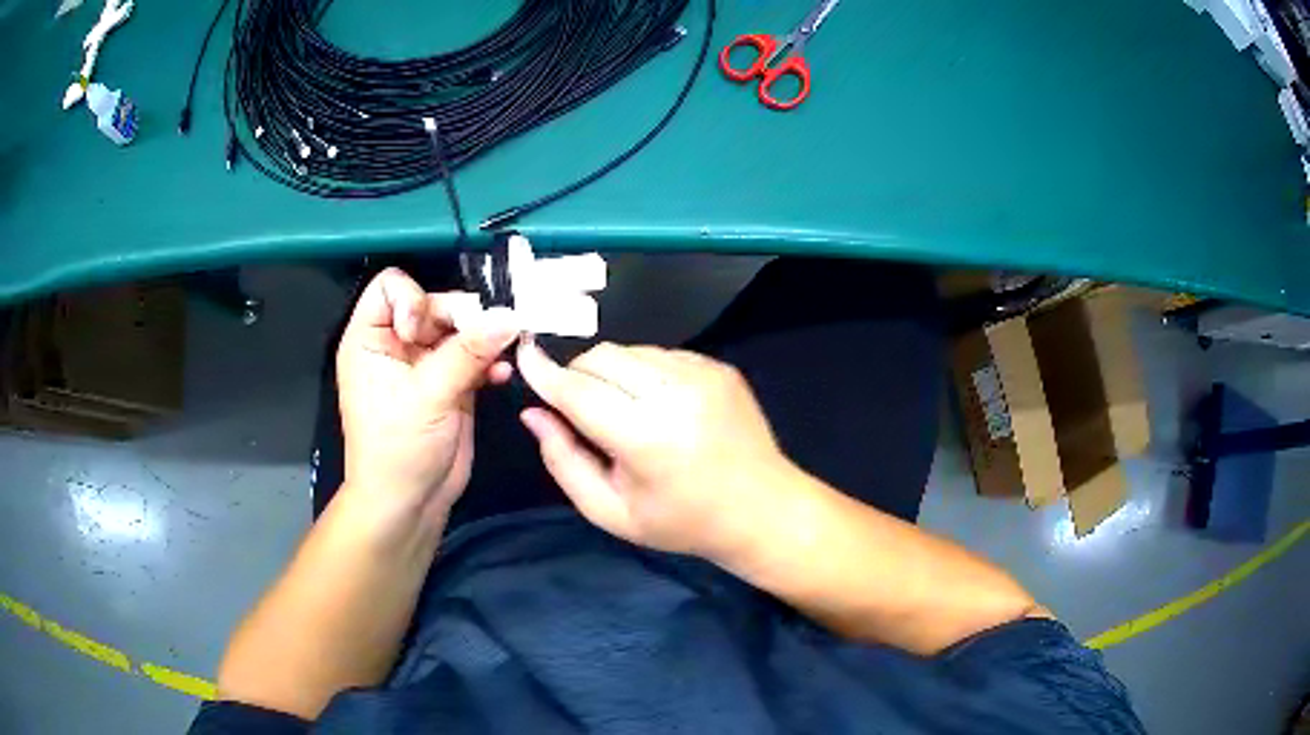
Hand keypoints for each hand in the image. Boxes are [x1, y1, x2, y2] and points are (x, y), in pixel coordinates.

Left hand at [336, 268, 516, 527]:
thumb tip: (510, 316)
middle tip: (485, 338)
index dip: (413, 299)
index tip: (424, 330)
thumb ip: (468, 353)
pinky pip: (475, 357)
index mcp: (371, 339)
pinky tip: (502, 376)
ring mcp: (426, 364)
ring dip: (483, 339)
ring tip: (499, 358)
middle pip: (434, 304)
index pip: (391, 287)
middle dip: (462, 318)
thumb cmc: (399, 448)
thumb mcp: (428, 396)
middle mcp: (397, 344)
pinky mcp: (452, 384)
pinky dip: (490, 362)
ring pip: (460, 329)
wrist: (409, 504)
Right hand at [516, 341, 790, 557]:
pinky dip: (643, 373)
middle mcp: (675, 394)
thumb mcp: (610, 511)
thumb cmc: (682, 522)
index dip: (544, 373)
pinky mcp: (718, 366)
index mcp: (646, 437)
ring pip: (629, 351)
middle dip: (578, 376)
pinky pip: (660, 354)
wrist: (762, 509)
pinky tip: (658, 407)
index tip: (522, 357)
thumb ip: (563, 460)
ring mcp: (702, 373)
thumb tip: (533, 413)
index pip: (579, 391)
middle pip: (601, 357)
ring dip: (611, 374)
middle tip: (581, 412)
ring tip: (625, 413)